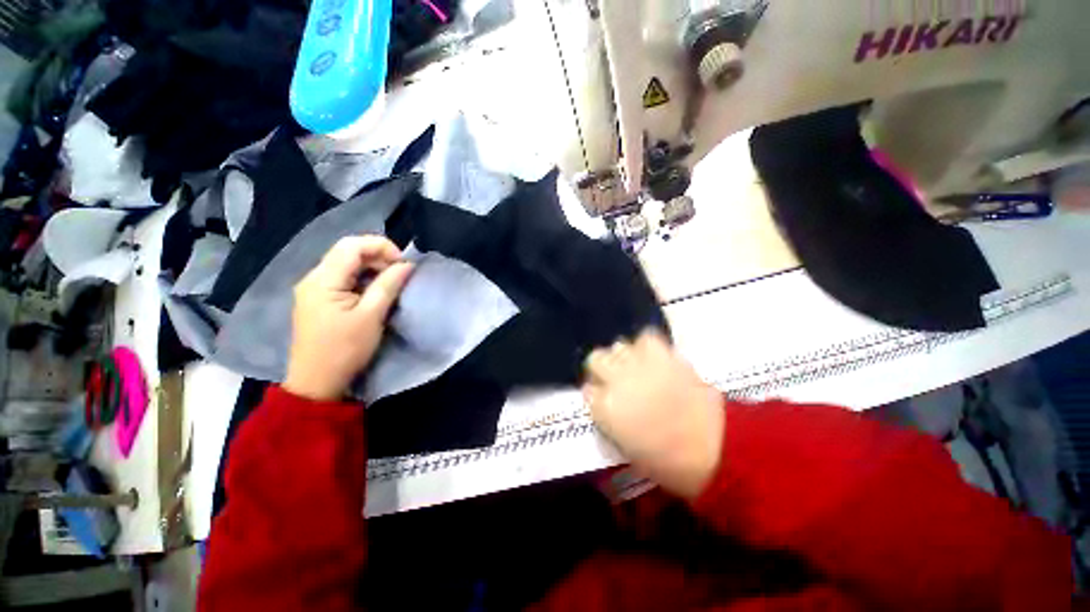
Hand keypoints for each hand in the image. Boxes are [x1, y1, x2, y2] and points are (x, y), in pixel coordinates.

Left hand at [283, 236, 413, 400]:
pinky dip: (363, 280)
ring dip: (372, 269)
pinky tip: (375, 294)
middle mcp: (314, 278)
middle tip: (400, 275)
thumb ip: (389, 285)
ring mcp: (314, 289)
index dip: (381, 247)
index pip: (351, 245)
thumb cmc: (345, 350)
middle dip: (378, 257)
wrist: (317, 383)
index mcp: (322, 279)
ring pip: (346, 265)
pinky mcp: (318, 300)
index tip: (403, 264)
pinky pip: (343, 279)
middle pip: (348, 252)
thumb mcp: (372, 316)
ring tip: (391, 284)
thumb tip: (407, 264)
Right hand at [583, 330, 724, 499]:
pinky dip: (646, 346)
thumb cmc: (667, 461)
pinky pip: (646, 338)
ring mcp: (640, 365)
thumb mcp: (626, 448)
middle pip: (596, 359)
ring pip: (618, 346)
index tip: (602, 397)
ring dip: (624, 357)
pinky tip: (652, 357)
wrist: (714, 448)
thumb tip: (604, 400)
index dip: (595, 392)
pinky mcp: (664, 355)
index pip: (587, 389)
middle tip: (616, 379)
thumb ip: (609, 419)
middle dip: (602, 368)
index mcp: (605, 408)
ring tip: (635, 367)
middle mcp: (617, 380)